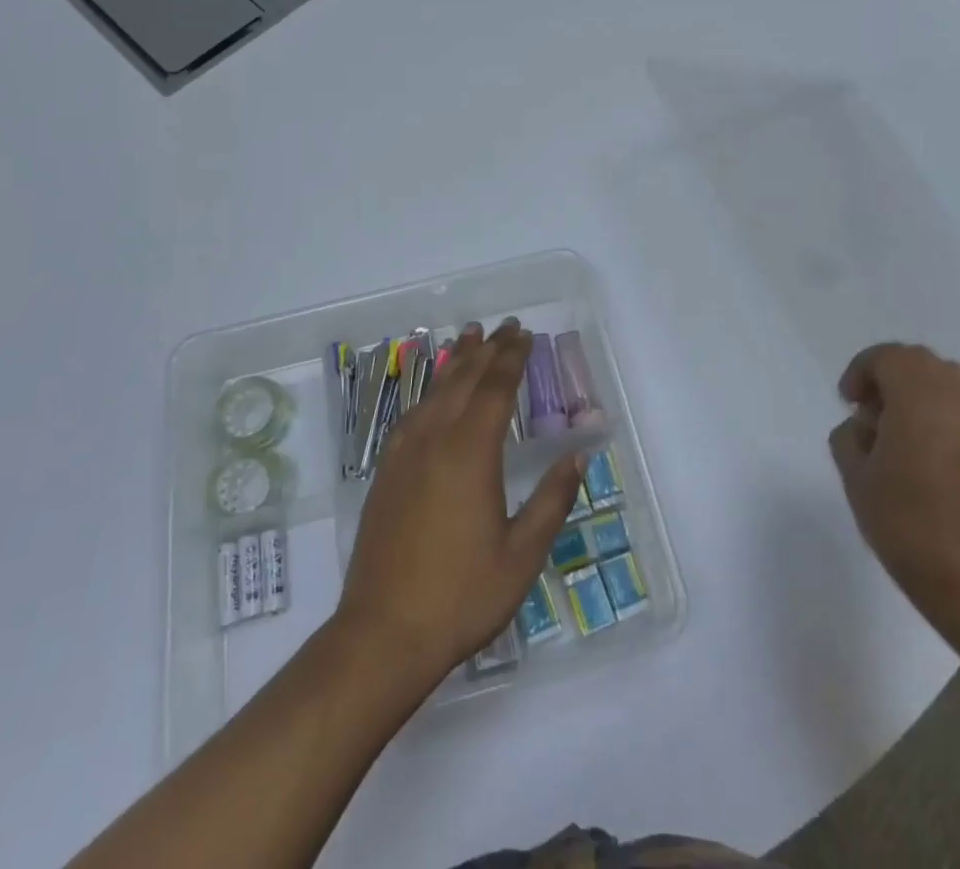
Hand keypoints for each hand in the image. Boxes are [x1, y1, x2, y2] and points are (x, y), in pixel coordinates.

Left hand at [335, 320, 581, 687]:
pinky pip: (412, 413)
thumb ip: (551, 501)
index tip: (525, 335)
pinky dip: (429, 390)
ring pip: (434, 391)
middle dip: (487, 350)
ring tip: (468, 338)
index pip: (495, 388)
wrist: (382, 633)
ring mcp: (404, 453)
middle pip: (464, 380)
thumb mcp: (522, 555)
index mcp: (471, 452)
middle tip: (504, 327)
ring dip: (455, 362)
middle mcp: (435, 439)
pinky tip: (434, 393)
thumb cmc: (462, 595)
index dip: (512, 358)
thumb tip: (577, 457)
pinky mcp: (386, 471)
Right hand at [827, 344, 959, 626]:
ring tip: (909, 438)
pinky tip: (943, 464)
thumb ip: (850, 437)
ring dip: (926, 398)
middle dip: (894, 379)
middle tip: (876, 415)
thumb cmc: (909, 525)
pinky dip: (954, 423)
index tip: (849, 402)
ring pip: (956, 387)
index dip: (862, 371)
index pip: (888, 357)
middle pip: (924, 364)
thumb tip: (865, 427)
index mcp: (920, 395)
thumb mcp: (856, 478)